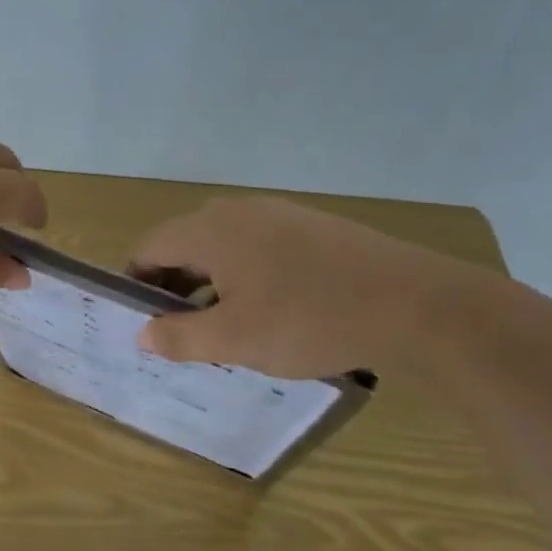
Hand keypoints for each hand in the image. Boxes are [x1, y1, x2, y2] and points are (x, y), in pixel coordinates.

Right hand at [129, 196, 465, 377]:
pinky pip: (260, 247)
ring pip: (224, 246)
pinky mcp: (313, 227)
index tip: (139, 320)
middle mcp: (238, 211)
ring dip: (211, 283)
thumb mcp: (235, 339)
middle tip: (178, 331)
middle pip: (186, 244)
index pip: (150, 247)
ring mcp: (280, 214)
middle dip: (174, 286)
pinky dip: (247, 275)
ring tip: (223, 327)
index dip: (136, 282)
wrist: (415, 305)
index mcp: (210, 230)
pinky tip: (271, 310)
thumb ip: (180, 337)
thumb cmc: (309, 320)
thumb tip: (142, 334)